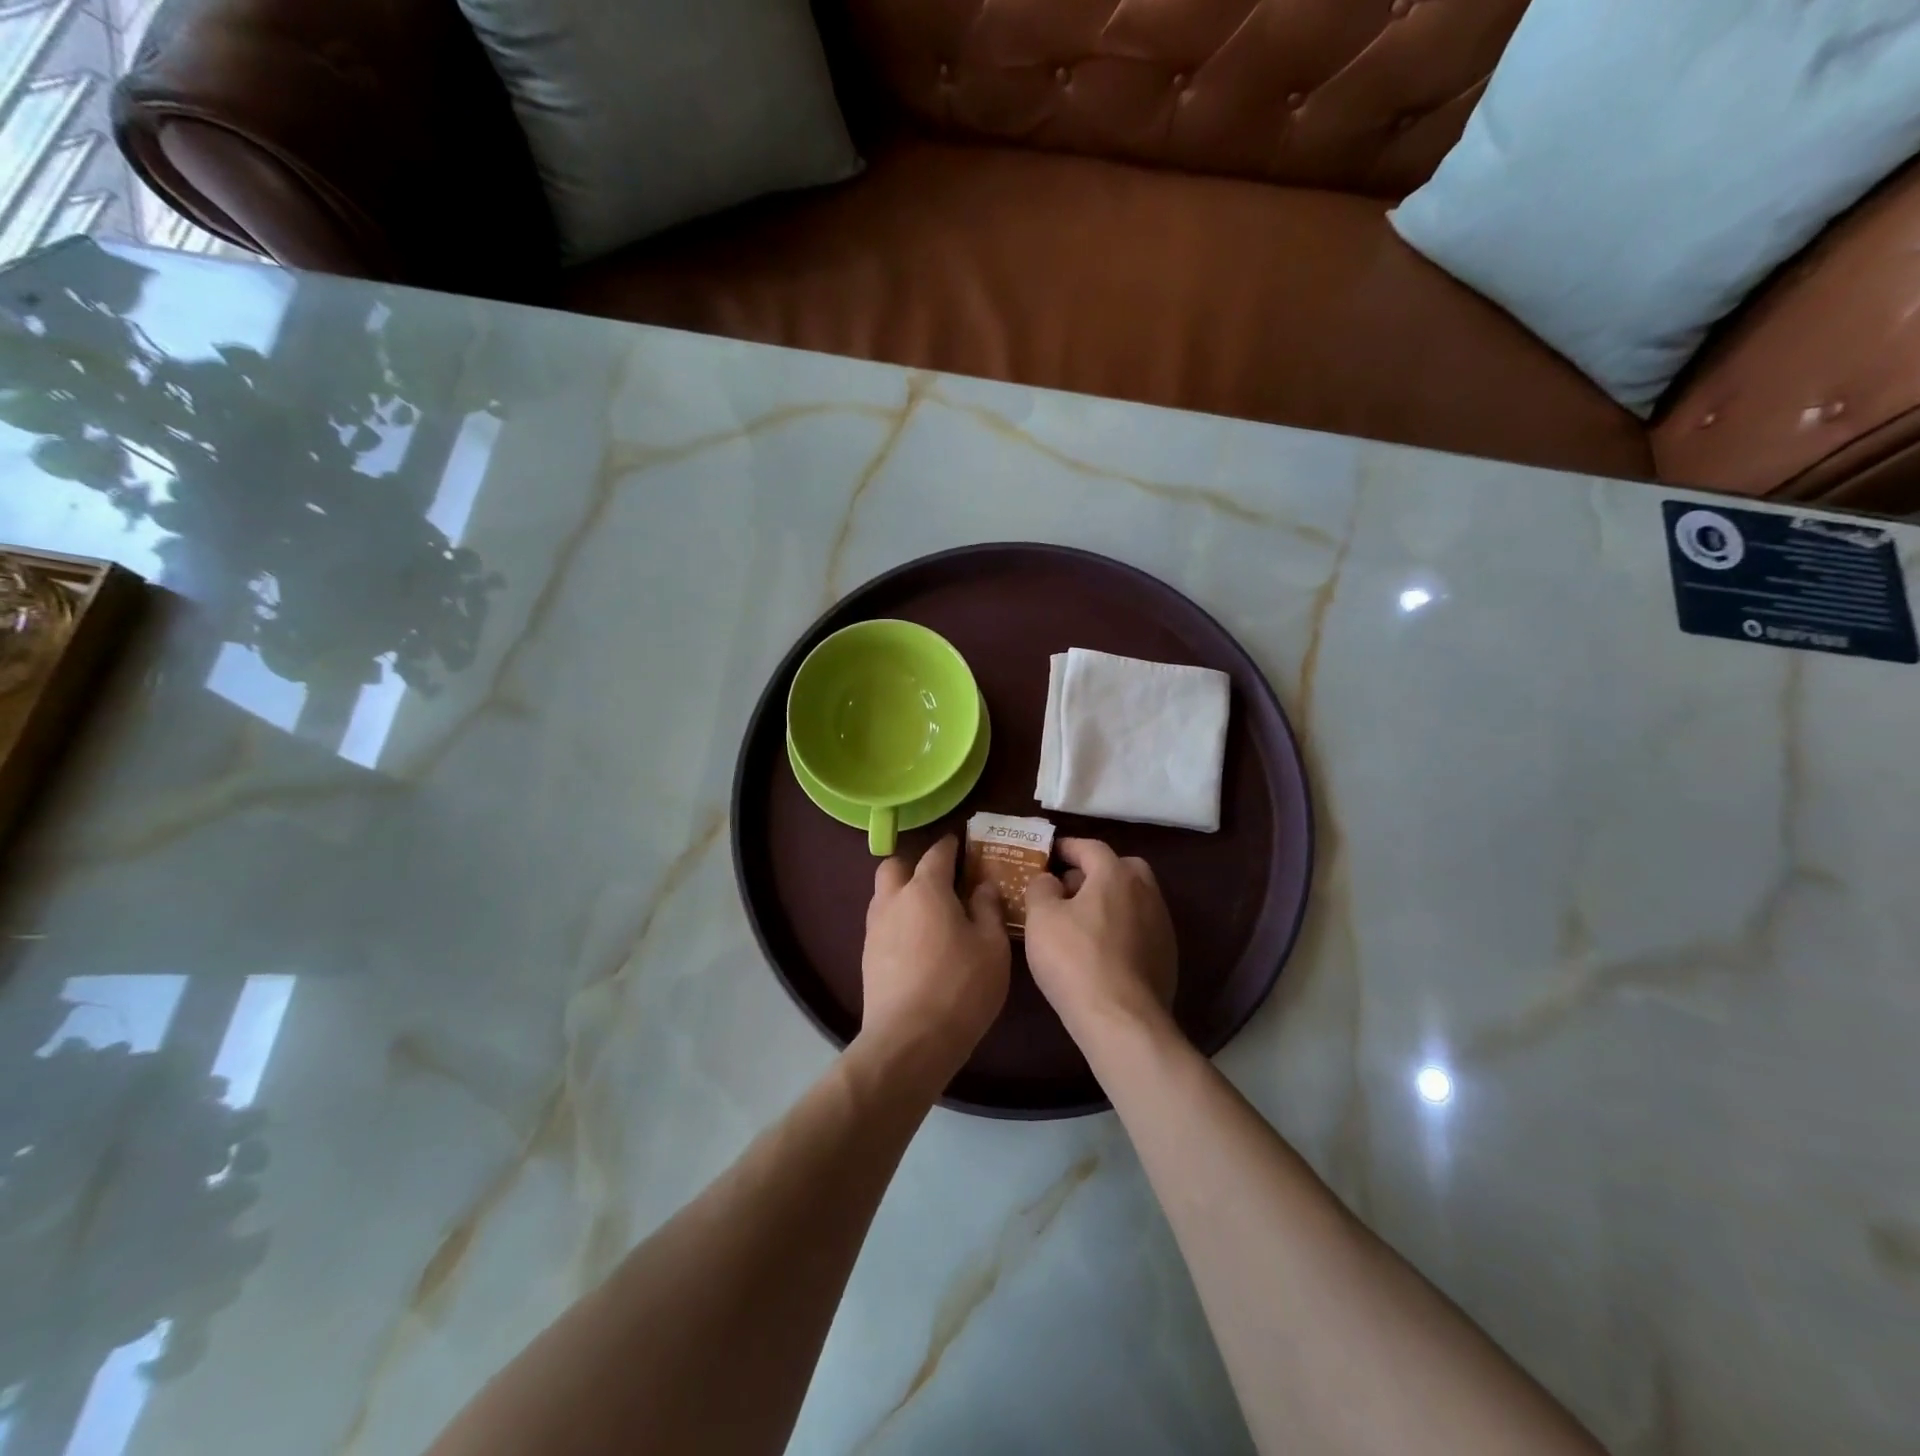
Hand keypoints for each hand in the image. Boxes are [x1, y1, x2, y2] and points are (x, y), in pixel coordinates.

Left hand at [859, 836, 1010, 1085]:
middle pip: (895, 866)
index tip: (961, 844)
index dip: (950, 845)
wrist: (909, 1040)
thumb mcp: (992, 947)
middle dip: (914, 865)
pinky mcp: (868, 957)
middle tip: (941, 880)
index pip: (936, 853)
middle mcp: (893, 900)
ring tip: (930, 913)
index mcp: (925, 889)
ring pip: (884, 895)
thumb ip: (988, 909)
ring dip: (903, 894)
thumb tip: (982, 887)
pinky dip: (898, 922)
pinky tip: (918, 943)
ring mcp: (875, 929)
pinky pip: (882, 924)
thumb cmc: (960, 987)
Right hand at [1025, 838, 1177, 1042]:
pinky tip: (1100, 949)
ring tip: (1080, 920)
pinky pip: (1139, 927)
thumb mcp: (1041, 918)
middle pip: (1119, 868)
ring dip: (1108, 901)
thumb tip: (1049, 880)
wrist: (1121, 1019)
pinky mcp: (1167, 955)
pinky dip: (1120, 927)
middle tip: (1066, 887)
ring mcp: (1162, 924)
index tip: (1048, 854)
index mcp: (1116, 874)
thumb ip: (1041, 888)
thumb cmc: (1075, 960)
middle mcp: (1146, 891)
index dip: (1066, 847)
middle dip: (1093, 872)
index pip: (1090, 847)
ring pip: (1132, 898)